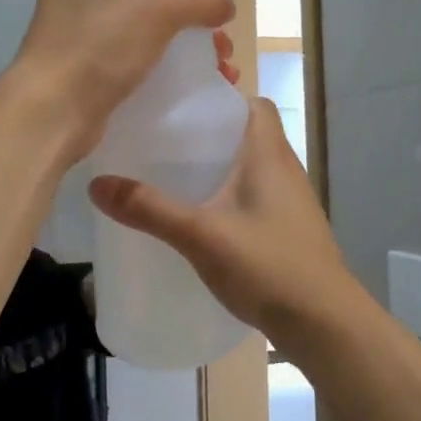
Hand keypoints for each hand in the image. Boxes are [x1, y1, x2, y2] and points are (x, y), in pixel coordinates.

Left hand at [7, 0, 234, 160]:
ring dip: (182, 42)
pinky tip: (192, 86)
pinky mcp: (85, 70)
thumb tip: (224, 5)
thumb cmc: (101, 44)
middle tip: (216, 29)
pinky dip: (163, 68)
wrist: (52, 111)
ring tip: (218, 65)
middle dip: (186, 6)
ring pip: (142, 27)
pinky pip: (132, 59)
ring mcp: (78, 33)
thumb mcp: (160, 8)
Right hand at [88, 98, 360, 346]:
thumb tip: (96, 183)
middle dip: (209, 136)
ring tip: (176, 180)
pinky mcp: (290, 231)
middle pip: (248, 134)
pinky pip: (256, 199)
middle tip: (165, 145)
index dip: (222, 98)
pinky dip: (231, 199)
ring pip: (252, 169)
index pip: (254, 103)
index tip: (182, 109)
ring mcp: (291, 202)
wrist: (323, 322)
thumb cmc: (267, 265)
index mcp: (269, 154)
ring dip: (220, 169)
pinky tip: (203, 221)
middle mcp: (286, 170)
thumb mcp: (200, 235)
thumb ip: (149, 209)